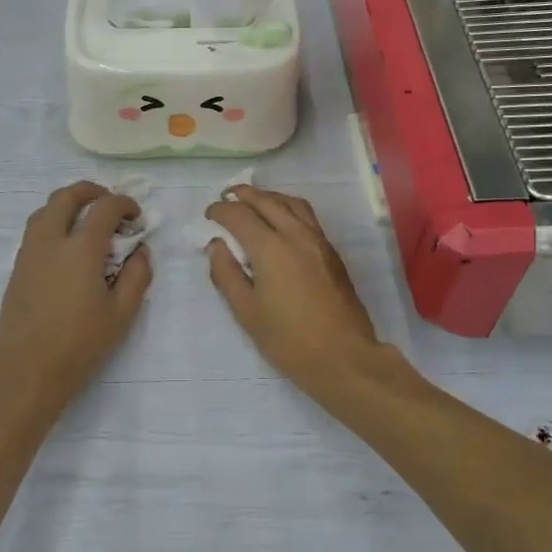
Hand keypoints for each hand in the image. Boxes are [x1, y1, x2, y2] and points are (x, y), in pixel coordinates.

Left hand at [0, 182, 151, 412]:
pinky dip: (53, 222)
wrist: (28, 370)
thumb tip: (140, 251)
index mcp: (81, 249)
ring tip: (85, 220)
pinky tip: (66, 246)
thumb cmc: (80, 344)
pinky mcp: (17, 268)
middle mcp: (51, 241)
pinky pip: (34, 230)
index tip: (136, 216)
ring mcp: (29, 253)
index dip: (124, 203)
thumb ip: (137, 276)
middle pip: (66, 196)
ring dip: (68, 204)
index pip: (104, 208)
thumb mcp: (121, 314)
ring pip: (44, 210)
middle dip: (90, 191)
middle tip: (108, 203)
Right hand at [203, 185, 383, 394]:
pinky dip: (287, 208)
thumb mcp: (246, 311)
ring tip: (253, 202)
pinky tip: (280, 222)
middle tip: (226, 197)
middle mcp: (296, 234)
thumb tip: (216, 246)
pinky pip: (306, 216)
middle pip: (266, 201)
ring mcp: (318, 241)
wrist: (343, 356)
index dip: (220, 211)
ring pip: (291, 203)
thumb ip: (226, 274)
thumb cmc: (288, 339)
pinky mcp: (331, 252)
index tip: (208, 215)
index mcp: (270, 248)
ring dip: (268, 197)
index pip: (239, 215)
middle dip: (243, 195)